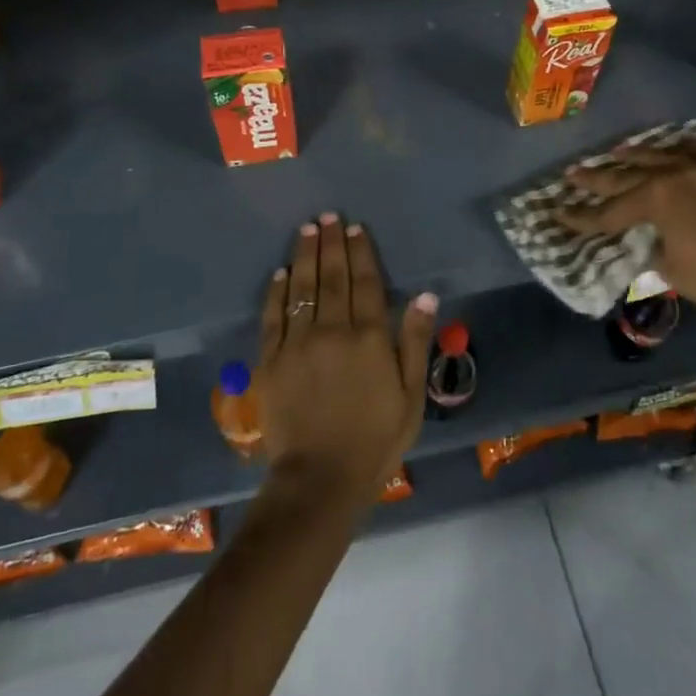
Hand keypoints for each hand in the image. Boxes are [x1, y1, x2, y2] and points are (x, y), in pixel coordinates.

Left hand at [258, 213, 437, 506]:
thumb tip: (425, 295)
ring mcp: (297, 344)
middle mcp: (332, 331)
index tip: (356, 228)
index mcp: (368, 338)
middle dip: (331, 243)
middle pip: (332, 277)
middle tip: (328, 215)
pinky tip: (281, 272)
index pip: (364, 283)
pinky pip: (273, 317)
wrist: (320, 480)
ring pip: (302, 288)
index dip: (361, 253)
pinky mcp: (271, 361)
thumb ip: (415, 341)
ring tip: (307, 228)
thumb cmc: (375, 440)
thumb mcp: (410, 396)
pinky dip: (277, 292)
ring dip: (305, 256)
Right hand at [556, 139, 695, 354]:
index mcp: (656, 199)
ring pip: (662, 155)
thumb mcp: (671, 269)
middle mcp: (675, 175)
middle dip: (597, 178)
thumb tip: (650, 238)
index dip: (582, 216)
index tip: (559, 213)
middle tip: (572, 173)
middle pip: (627, 175)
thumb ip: (652, 246)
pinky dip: (686, 146)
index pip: (609, 210)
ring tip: (615, 152)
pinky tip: (676, 144)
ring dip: (636, 154)